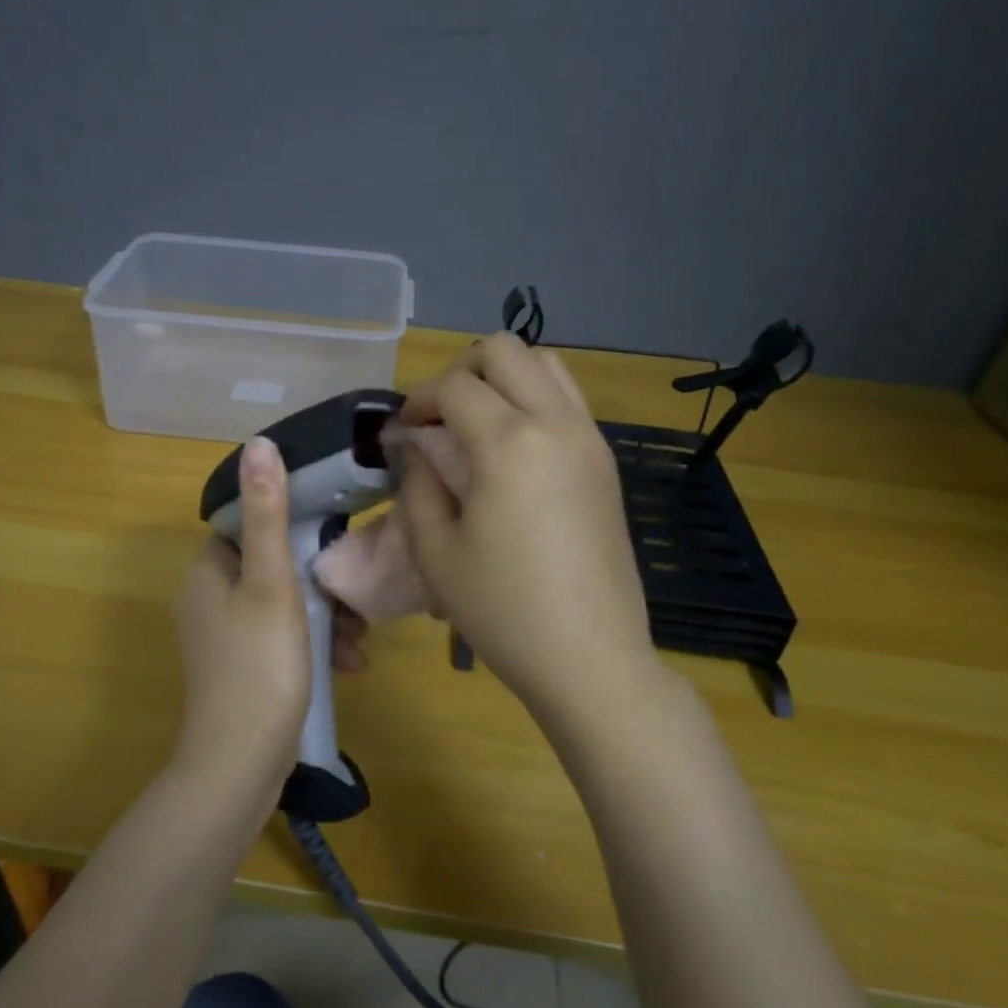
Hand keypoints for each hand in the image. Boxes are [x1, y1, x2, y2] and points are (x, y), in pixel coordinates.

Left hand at [171, 437, 366, 788]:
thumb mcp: (271, 583)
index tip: (332, 536)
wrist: (240, 764)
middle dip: (319, 581)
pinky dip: (313, 645)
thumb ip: (268, 515)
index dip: (291, 525)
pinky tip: (349, 664)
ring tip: (359, 639)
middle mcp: (207, 599)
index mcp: (206, 572)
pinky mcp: (242, 669)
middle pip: (271, 567)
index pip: (248, 525)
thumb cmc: (259, 664)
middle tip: (355, 597)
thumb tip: (258, 444)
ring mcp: (223, 638)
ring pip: (282, 605)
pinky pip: (281, 639)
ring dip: (324, 617)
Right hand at [397, 334, 654, 721]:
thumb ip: (418, 483)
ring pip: (546, 364)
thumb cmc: (502, 610)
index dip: (418, 400)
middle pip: (505, 351)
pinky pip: (568, 400)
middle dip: (460, 370)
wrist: (590, 656)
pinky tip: (512, 449)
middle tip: (437, 416)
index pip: (454, 386)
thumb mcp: (437, 551)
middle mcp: (555, 424)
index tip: (402, 431)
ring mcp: (589, 439)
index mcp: (508, 443)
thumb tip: (414, 445)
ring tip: (475, 423)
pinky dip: (534, 399)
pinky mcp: (605, 462)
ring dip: (503, 377)